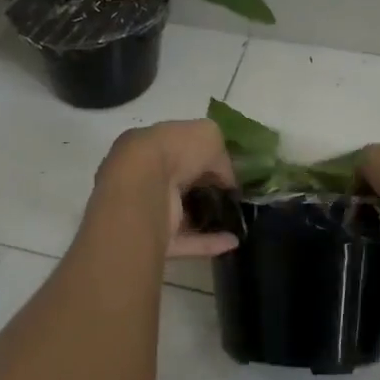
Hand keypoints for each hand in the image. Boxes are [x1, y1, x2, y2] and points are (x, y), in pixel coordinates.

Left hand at [96, 119, 239, 258]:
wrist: (143, 188)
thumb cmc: (174, 151)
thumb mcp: (208, 136)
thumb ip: (220, 155)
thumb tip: (227, 178)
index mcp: (152, 145)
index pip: (180, 150)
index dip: (204, 158)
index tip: (227, 170)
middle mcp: (147, 177)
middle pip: (179, 183)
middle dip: (203, 189)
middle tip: (231, 195)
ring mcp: (149, 210)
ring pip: (181, 214)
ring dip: (206, 219)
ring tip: (235, 221)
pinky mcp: (154, 239)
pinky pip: (186, 241)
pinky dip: (209, 242)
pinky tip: (233, 241)